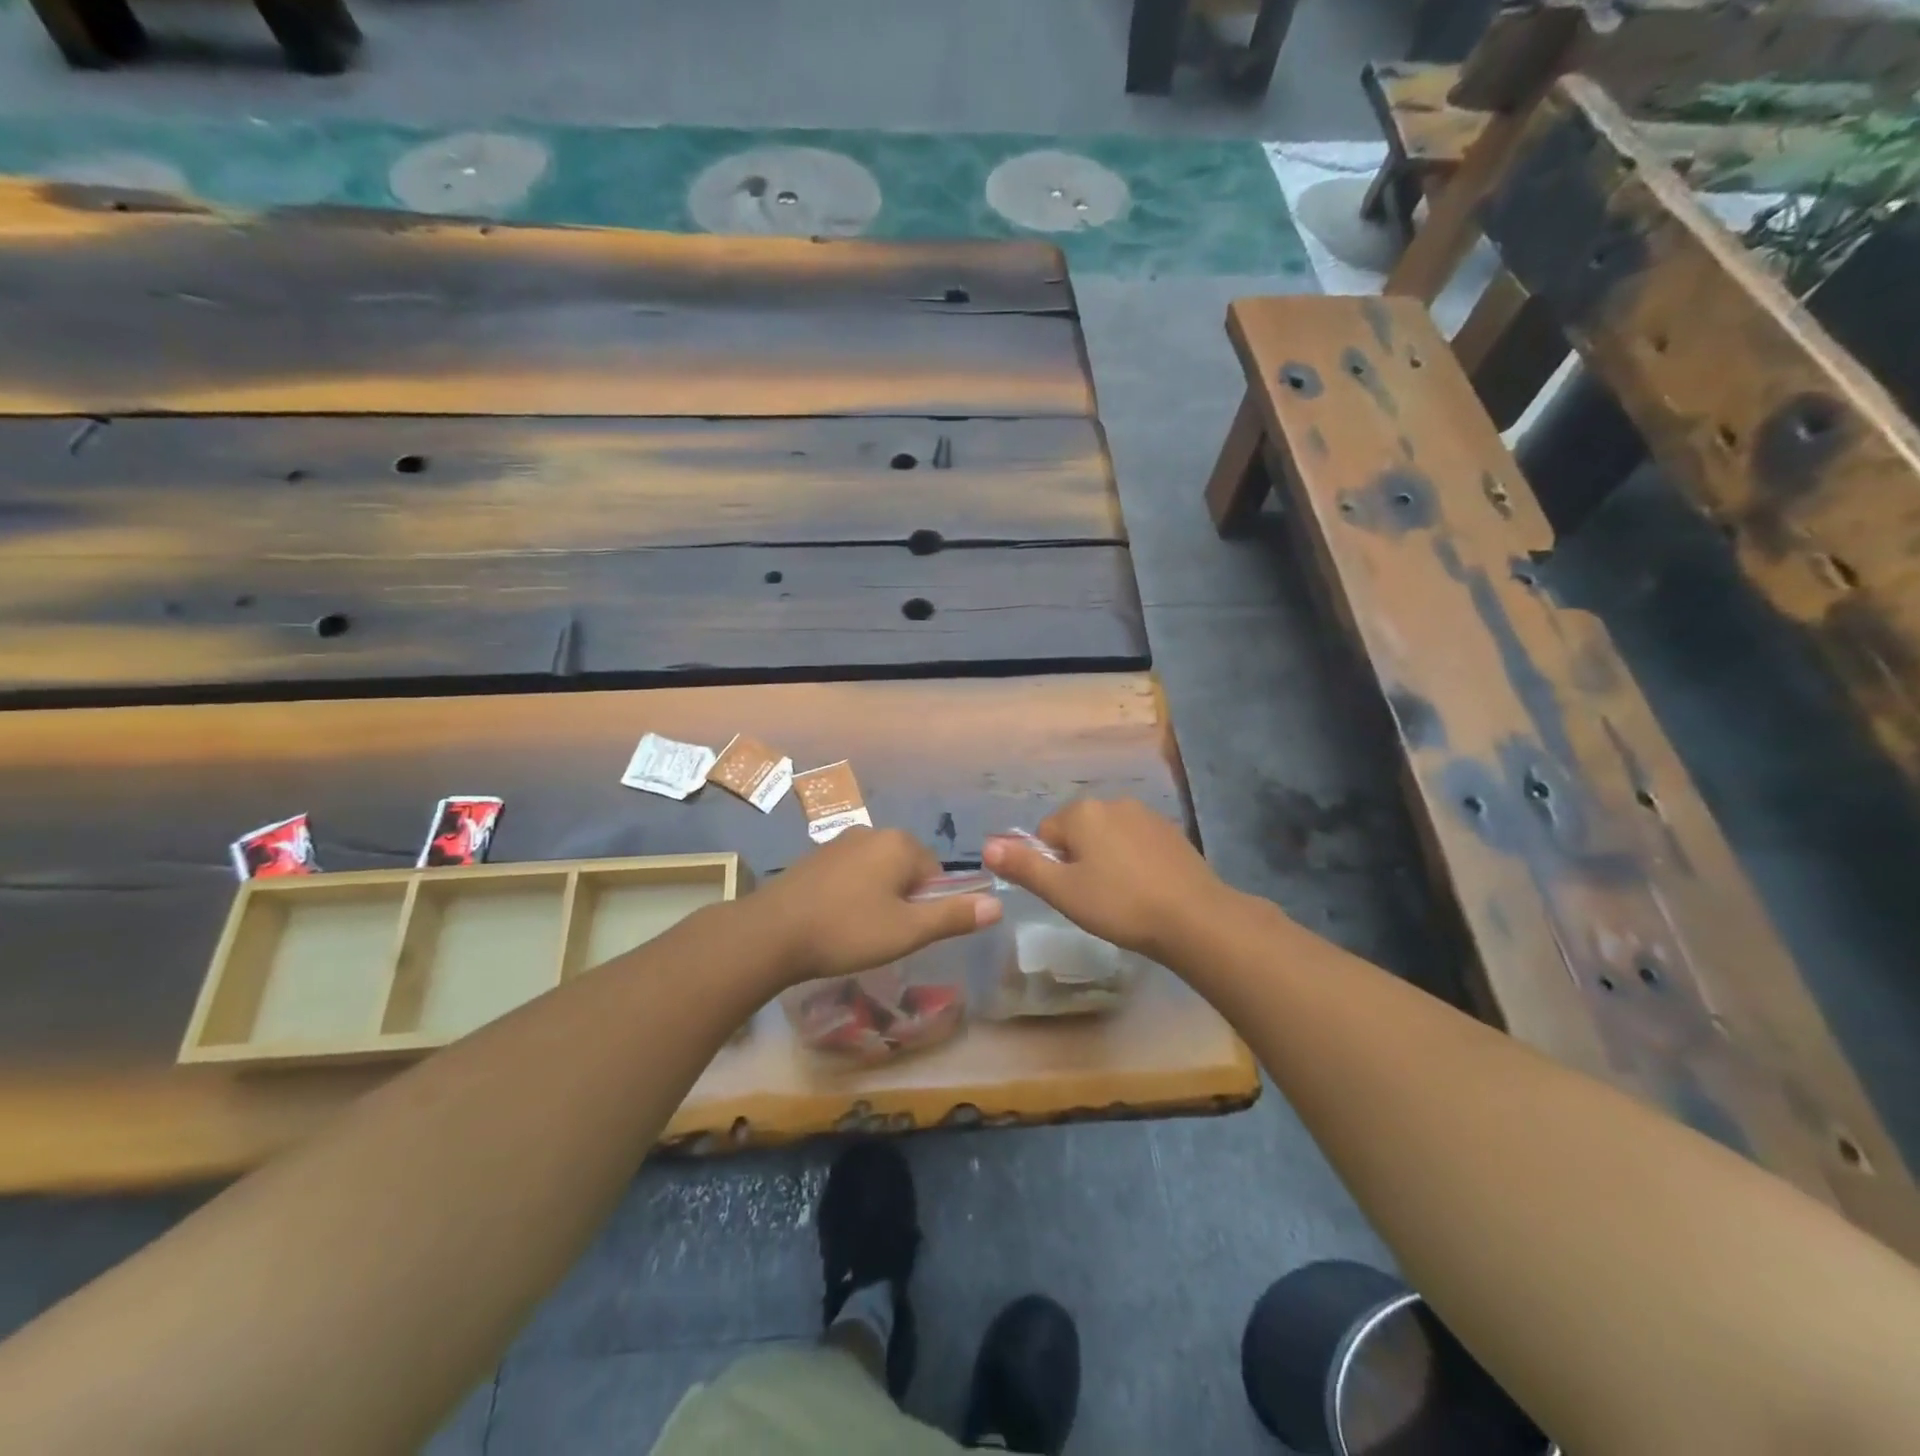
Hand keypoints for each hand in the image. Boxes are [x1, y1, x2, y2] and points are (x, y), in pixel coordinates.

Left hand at [751, 828, 1000, 985]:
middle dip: (903, 900)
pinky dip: (852, 895)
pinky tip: (835, 921)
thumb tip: (998, 904)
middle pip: (907, 869)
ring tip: (858, 932)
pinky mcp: (816, 857)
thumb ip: (954, 916)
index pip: (936, 872)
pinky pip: (851, 874)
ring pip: (877, 872)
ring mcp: (840, 842)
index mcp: (899, 843)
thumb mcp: (908, 931)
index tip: (907, 932)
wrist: (771, 933)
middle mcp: (872, 832)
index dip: (928, 906)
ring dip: (877, 898)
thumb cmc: (847, 930)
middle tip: (884, 935)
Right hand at [982, 799, 1226, 961]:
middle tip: (1093, 898)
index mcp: (1082, 812)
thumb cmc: (1120, 904)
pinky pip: (1135, 842)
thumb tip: (986, 846)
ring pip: (1107, 837)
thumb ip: (1023, 866)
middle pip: (1077, 832)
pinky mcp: (1170, 831)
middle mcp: (1112, 802)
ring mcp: (1145, 814)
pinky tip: (1145, 889)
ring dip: (1105, 860)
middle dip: (1078, 861)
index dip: (1051, 867)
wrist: (1194, 918)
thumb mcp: (1063, 891)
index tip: (1071, 894)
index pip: (1045, 835)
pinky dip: (1133, 861)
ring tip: (1121, 897)